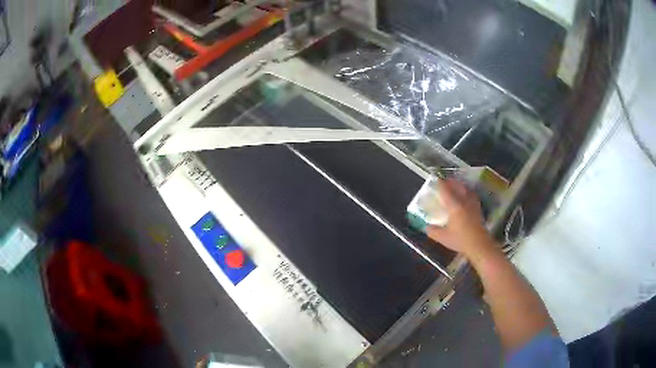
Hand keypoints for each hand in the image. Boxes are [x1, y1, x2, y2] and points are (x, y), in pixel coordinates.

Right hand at [426, 178, 493, 256]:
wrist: (479, 245)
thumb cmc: (460, 240)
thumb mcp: (442, 237)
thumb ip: (433, 231)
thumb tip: (426, 226)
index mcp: (454, 206)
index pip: (446, 191)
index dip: (440, 184)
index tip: (436, 179)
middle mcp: (464, 202)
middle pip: (458, 186)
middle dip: (451, 182)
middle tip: (445, 181)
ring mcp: (473, 204)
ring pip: (466, 189)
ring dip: (461, 185)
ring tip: (456, 185)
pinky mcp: (478, 209)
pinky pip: (472, 195)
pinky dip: (468, 192)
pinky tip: (467, 195)